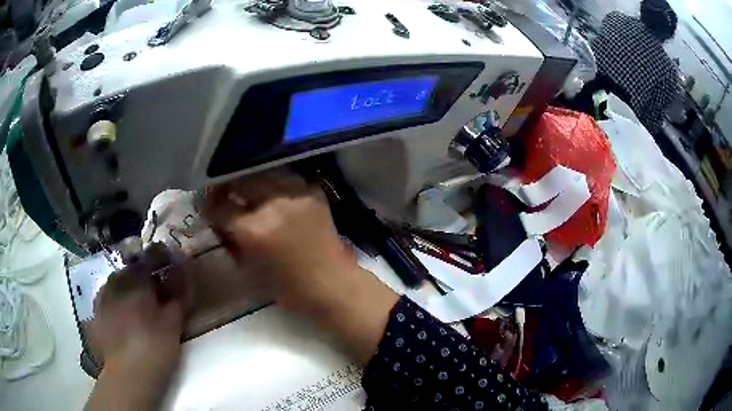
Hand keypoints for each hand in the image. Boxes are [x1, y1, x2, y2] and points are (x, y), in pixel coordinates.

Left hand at [86, 245, 186, 410]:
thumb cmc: (155, 348)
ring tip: (137, 304)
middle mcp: (115, 282)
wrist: (129, 376)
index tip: (170, 264)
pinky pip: (106, 298)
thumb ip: (179, 296)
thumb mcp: (174, 323)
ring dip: (127, 287)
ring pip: (116, 283)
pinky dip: (115, 301)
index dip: (161, 257)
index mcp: (136, 280)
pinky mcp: (95, 314)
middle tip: (154, 290)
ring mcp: (102, 297)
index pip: (149, 257)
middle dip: (142, 274)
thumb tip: (184, 274)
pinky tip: (122, 317)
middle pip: (130, 268)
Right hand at [204, 168, 397, 362]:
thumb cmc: (289, 288)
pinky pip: (286, 178)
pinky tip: (272, 193)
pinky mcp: (313, 191)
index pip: (222, 207)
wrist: (333, 284)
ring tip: (246, 190)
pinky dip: (274, 184)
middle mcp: (274, 204)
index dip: (209, 205)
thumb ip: (232, 236)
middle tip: (223, 193)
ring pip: (262, 172)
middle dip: (226, 186)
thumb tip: (218, 216)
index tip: (207, 206)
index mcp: (255, 230)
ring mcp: (297, 194)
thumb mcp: (250, 265)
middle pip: (240, 180)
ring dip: (250, 181)